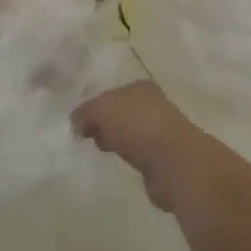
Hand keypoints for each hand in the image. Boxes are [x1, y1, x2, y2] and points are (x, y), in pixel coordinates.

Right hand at [72, 81, 210, 212]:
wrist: (175, 162)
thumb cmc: (136, 125)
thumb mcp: (101, 110)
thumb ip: (85, 113)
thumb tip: (76, 123)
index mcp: (141, 88)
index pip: (113, 93)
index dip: (95, 106)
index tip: (81, 122)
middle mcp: (155, 105)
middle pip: (123, 112)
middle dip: (106, 123)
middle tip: (88, 136)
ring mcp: (163, 132)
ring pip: (132, 132)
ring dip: (118, 140)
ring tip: (103, 150)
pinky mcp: (166, 158)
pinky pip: (141, 153)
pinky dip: (131, 156)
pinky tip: (122, 162)